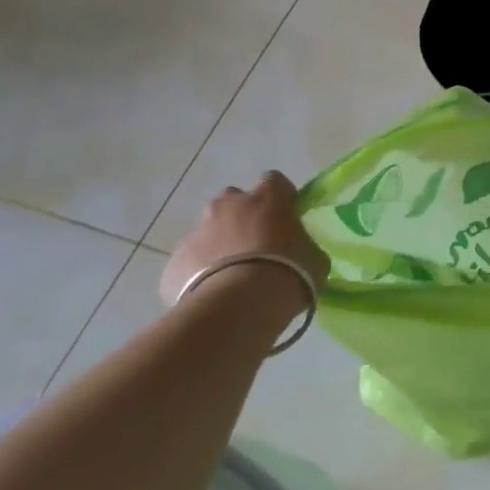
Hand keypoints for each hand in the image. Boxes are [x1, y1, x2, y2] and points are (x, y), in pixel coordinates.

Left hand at [159, 173, 329, 311]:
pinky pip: (189, 262)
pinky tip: (212, 296)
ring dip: (218, 246)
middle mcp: (228, 205)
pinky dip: (199, 274)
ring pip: (208, 231)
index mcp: (267, 197)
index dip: (280, 198)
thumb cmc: (288, 273)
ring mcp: (197, 232)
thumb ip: (303, 246)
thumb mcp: (314, 258)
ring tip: (231, 277)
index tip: (286, 217)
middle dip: (242, 217)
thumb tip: (298, 251)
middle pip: (233, 201)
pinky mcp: (175, 262)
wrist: (238, 307)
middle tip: (255, 246)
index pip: (274, 181)